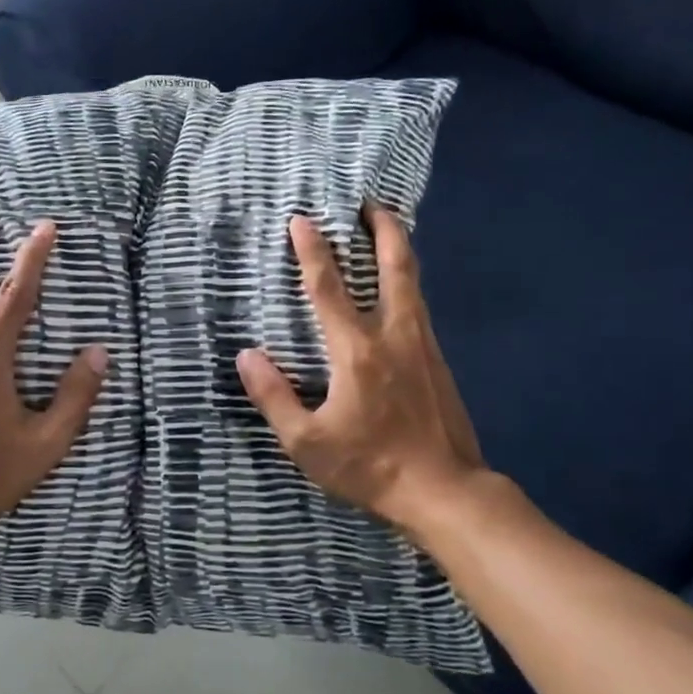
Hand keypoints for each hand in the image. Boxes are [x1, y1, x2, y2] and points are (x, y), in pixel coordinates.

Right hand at [237, 208, 506, 548]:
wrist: (445, 491)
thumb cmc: (370, 466)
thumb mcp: (306, 442)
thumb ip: (274, 396)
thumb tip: (248, 355)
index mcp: (357, 352)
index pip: (329, 289)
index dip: (313, 251)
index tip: (301, 219)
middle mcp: (394, 336)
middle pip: (395, 267)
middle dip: (382, 229)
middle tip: (370, 202)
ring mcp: (423, 346)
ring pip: (413, 283)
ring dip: (398, 250)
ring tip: (386, 229)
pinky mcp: (439, 362)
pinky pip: (419, 307)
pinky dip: (406, 282)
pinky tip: (398, 290)